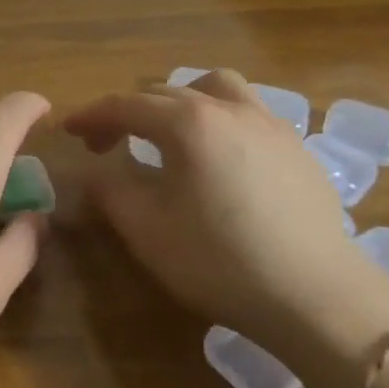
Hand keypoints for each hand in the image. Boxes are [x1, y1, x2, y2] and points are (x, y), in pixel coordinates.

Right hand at [64, 71, 388, 359]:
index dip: (91, 115)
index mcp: (188, 123)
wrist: (320, 299)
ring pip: (215, 88)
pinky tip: (219, 158)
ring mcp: (270, 125)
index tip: (68, 130)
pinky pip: (248, 112)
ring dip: (181, 102)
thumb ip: (110, 192)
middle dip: (128, 113)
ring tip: (170, 133)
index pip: (125, 106)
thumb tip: (95, 173)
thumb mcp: (147, 231)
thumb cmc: (221, 262)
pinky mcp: (298, 149)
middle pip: (165, 93)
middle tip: (108, 144)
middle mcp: (228, 109)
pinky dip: (219, 119)